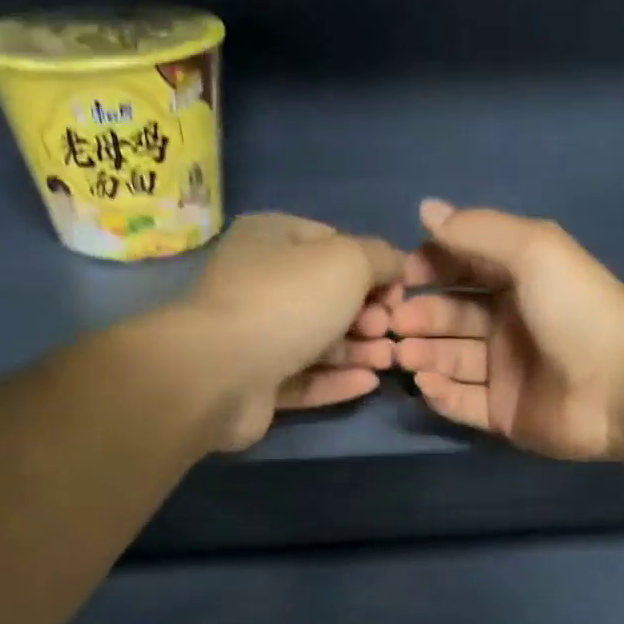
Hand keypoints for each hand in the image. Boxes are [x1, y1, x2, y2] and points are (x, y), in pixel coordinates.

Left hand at [180, 213, 403, 450]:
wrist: (222, 373)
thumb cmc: (286, 302)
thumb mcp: (347, 262)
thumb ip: (380, 258)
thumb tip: (398, 264)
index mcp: (271, 239)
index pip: (332, 244)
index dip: (372, 267)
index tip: (401, 293)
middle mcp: (260, 283)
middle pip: (327, 298)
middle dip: (368, 315)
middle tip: (393, 331)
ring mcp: (256, 337)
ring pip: (318, 342)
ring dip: (359, 350)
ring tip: (391, 360)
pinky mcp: (257, 384)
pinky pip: (305, 379)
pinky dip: (337, 380)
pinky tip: (370, 384)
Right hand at [355, 200, 623, 459]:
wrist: (619, 388)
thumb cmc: (577, 311)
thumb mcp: (533, 250)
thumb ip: (477, 231)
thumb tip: (425, 210)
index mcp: (520, 281)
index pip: (464, 268)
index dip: (430, 269)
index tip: (400, 277)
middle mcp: (509, 325)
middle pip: (452, 316)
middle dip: (419, 316)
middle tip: (391, 324)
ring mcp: (505, 373)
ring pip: (452, 360)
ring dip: (423, 355)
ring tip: (402, 354)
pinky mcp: (503, 414)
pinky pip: (463, 402)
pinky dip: (440, 394)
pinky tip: (425, 384)